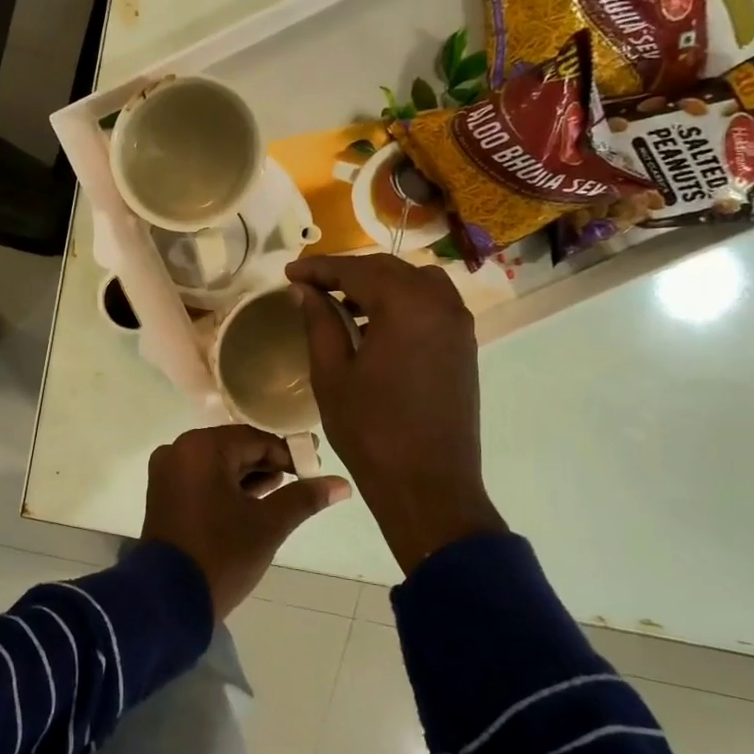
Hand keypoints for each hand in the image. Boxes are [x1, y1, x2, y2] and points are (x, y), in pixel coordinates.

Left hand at [141, 426, 350, 617]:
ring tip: (287, 490)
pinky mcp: (164, 494)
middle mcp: (179, 451)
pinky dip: (229, 486)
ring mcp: (167, 473)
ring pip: (219, 464)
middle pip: (235, 448)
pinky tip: (257, 500)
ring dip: (251, 475)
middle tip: (306, 477)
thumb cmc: (221, 554)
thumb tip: (342, 484)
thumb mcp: (268, 525)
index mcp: (201, 448)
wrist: (168, 600)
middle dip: (270, 463)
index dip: (289, 452)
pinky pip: (203, 479)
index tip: (316, 466)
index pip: (255, 439)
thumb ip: (304, 497)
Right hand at [285, 253, 505, 572]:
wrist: (428, 485)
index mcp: (406, 306)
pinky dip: (401, 304)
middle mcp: (440, 304)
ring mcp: (459, 325)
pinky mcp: (464, 346)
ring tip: (341, 305)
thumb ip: (319, 323)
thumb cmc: (371, 431)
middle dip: (348, 273)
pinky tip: (373, 327)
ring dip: (377, 286)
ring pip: (414, 283)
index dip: (320, 269)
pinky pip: (431, 306)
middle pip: (389, 270)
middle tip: (311, 285)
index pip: (357, 271)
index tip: (289, 272)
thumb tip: (305, 290)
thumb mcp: (332, 375)